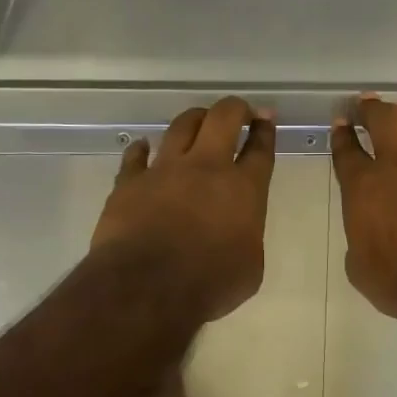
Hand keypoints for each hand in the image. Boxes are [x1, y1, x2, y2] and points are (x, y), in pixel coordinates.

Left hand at [92, 97, 275, 321]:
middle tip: (238, 111)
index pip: (260, 148)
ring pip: (181, 125)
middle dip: (234, 108)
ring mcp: (165, 170)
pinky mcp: (130, 182)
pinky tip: (142, 147)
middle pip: (223, 118)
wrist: (146, 288)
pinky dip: (141, 150)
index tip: (266, 119)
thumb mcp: (250, 269)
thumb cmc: (208, 284)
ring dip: (194, 119)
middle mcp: (206, 168)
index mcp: (244, 189)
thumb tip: (238, 233)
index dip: (265, 130)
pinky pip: (135, 156)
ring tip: (198, 120)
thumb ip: (248, 239)